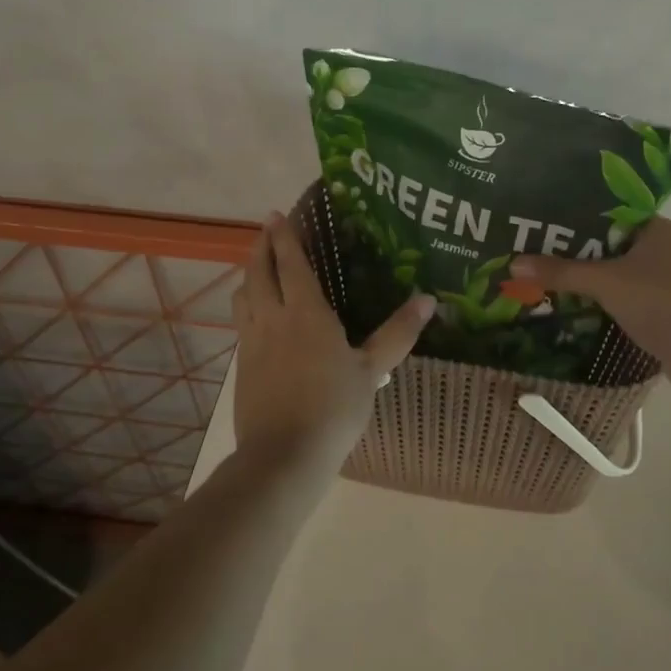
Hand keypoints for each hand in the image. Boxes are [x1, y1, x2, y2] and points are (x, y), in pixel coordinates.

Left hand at [231, 210, 435, 472]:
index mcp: (306, 313)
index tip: (278, 215)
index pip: (292, 263)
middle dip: (261, 247)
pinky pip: (241, 323)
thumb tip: (428, 299)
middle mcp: (273, 318)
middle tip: (266, 230)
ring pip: (243, 296)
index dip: (284, 237)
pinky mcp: (242, 366)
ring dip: (249, 275)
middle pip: (259, 272)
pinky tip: (256, 318)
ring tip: (257, 268)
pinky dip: (247, 306)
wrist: (284, 455)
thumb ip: (398, 333)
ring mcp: (252, 343)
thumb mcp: (372, 370)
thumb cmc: (334, 408)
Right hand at [512, 218, 670, 389]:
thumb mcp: (603, 283)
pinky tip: (588, 308)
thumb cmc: (659, 303)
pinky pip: (637, 296)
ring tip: (559, 283)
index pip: (614, 215)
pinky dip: (615, 300)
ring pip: (628, 273)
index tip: (548, 230)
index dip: (580, 222)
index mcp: (662, 228)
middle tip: (545, 258)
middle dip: (584, 254)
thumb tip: (514, 263)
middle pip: (618, 245)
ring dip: (599, 280)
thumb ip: (560, 272)